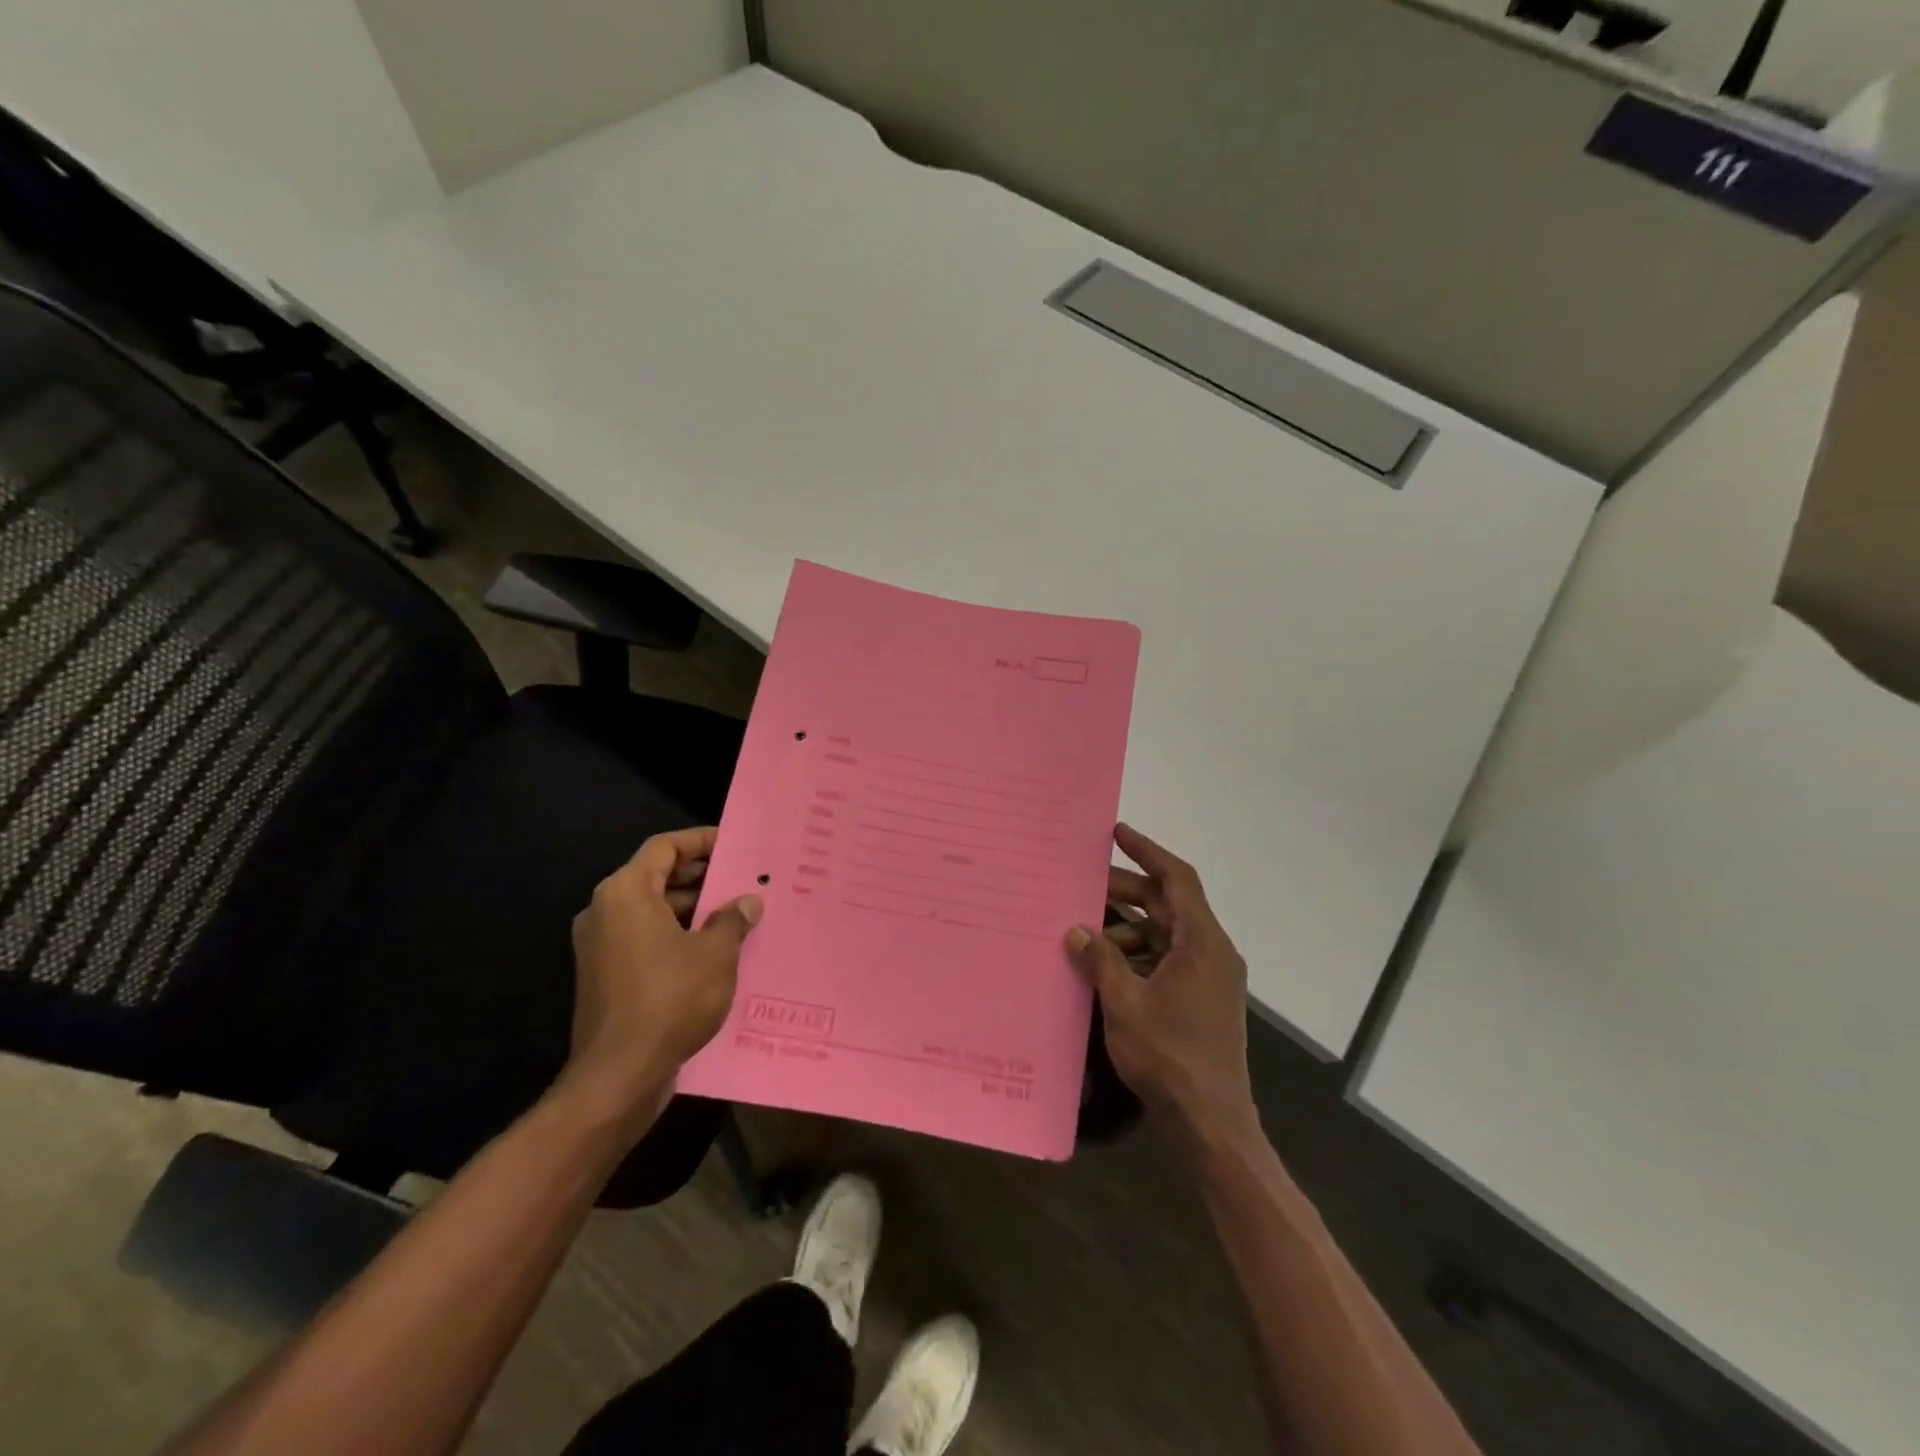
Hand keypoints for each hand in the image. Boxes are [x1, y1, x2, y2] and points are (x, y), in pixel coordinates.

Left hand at [562, 827, 762, 1126]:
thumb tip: (748, 901)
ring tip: (737, 914)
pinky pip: (645, 939)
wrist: (619, 1075)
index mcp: (625, 893)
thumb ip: (733, 919)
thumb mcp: (715, 954)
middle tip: (742, 878)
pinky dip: (677, 935)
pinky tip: (714, 950)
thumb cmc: (669, 1000)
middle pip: (656, 876)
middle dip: (701, 876)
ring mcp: (601, 946)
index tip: (733, 843)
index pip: (664, 847)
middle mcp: (605, 912)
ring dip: (692, 909)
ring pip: (652, 910)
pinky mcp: (605, 976)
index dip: (700, 840)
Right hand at [1067, 824, 1256, 1136]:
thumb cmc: (1169, 1056)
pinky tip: (1105, 967)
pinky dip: (1138, 955)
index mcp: (1202, 943)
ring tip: (1086, 933)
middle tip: (1085, 884)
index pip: (1178, 879)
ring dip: (1128, 928)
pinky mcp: (1201, 1000)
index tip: (1117, 834)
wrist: (1211, 1123)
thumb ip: (1100, 960)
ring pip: (1166, 934)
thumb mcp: (1125, 1003)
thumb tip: (1076, 930)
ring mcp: (1209, 978)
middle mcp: (1212, 952)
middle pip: (1169, 905)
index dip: (1148, 852)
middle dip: (1128, 891)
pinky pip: (1167, 960)